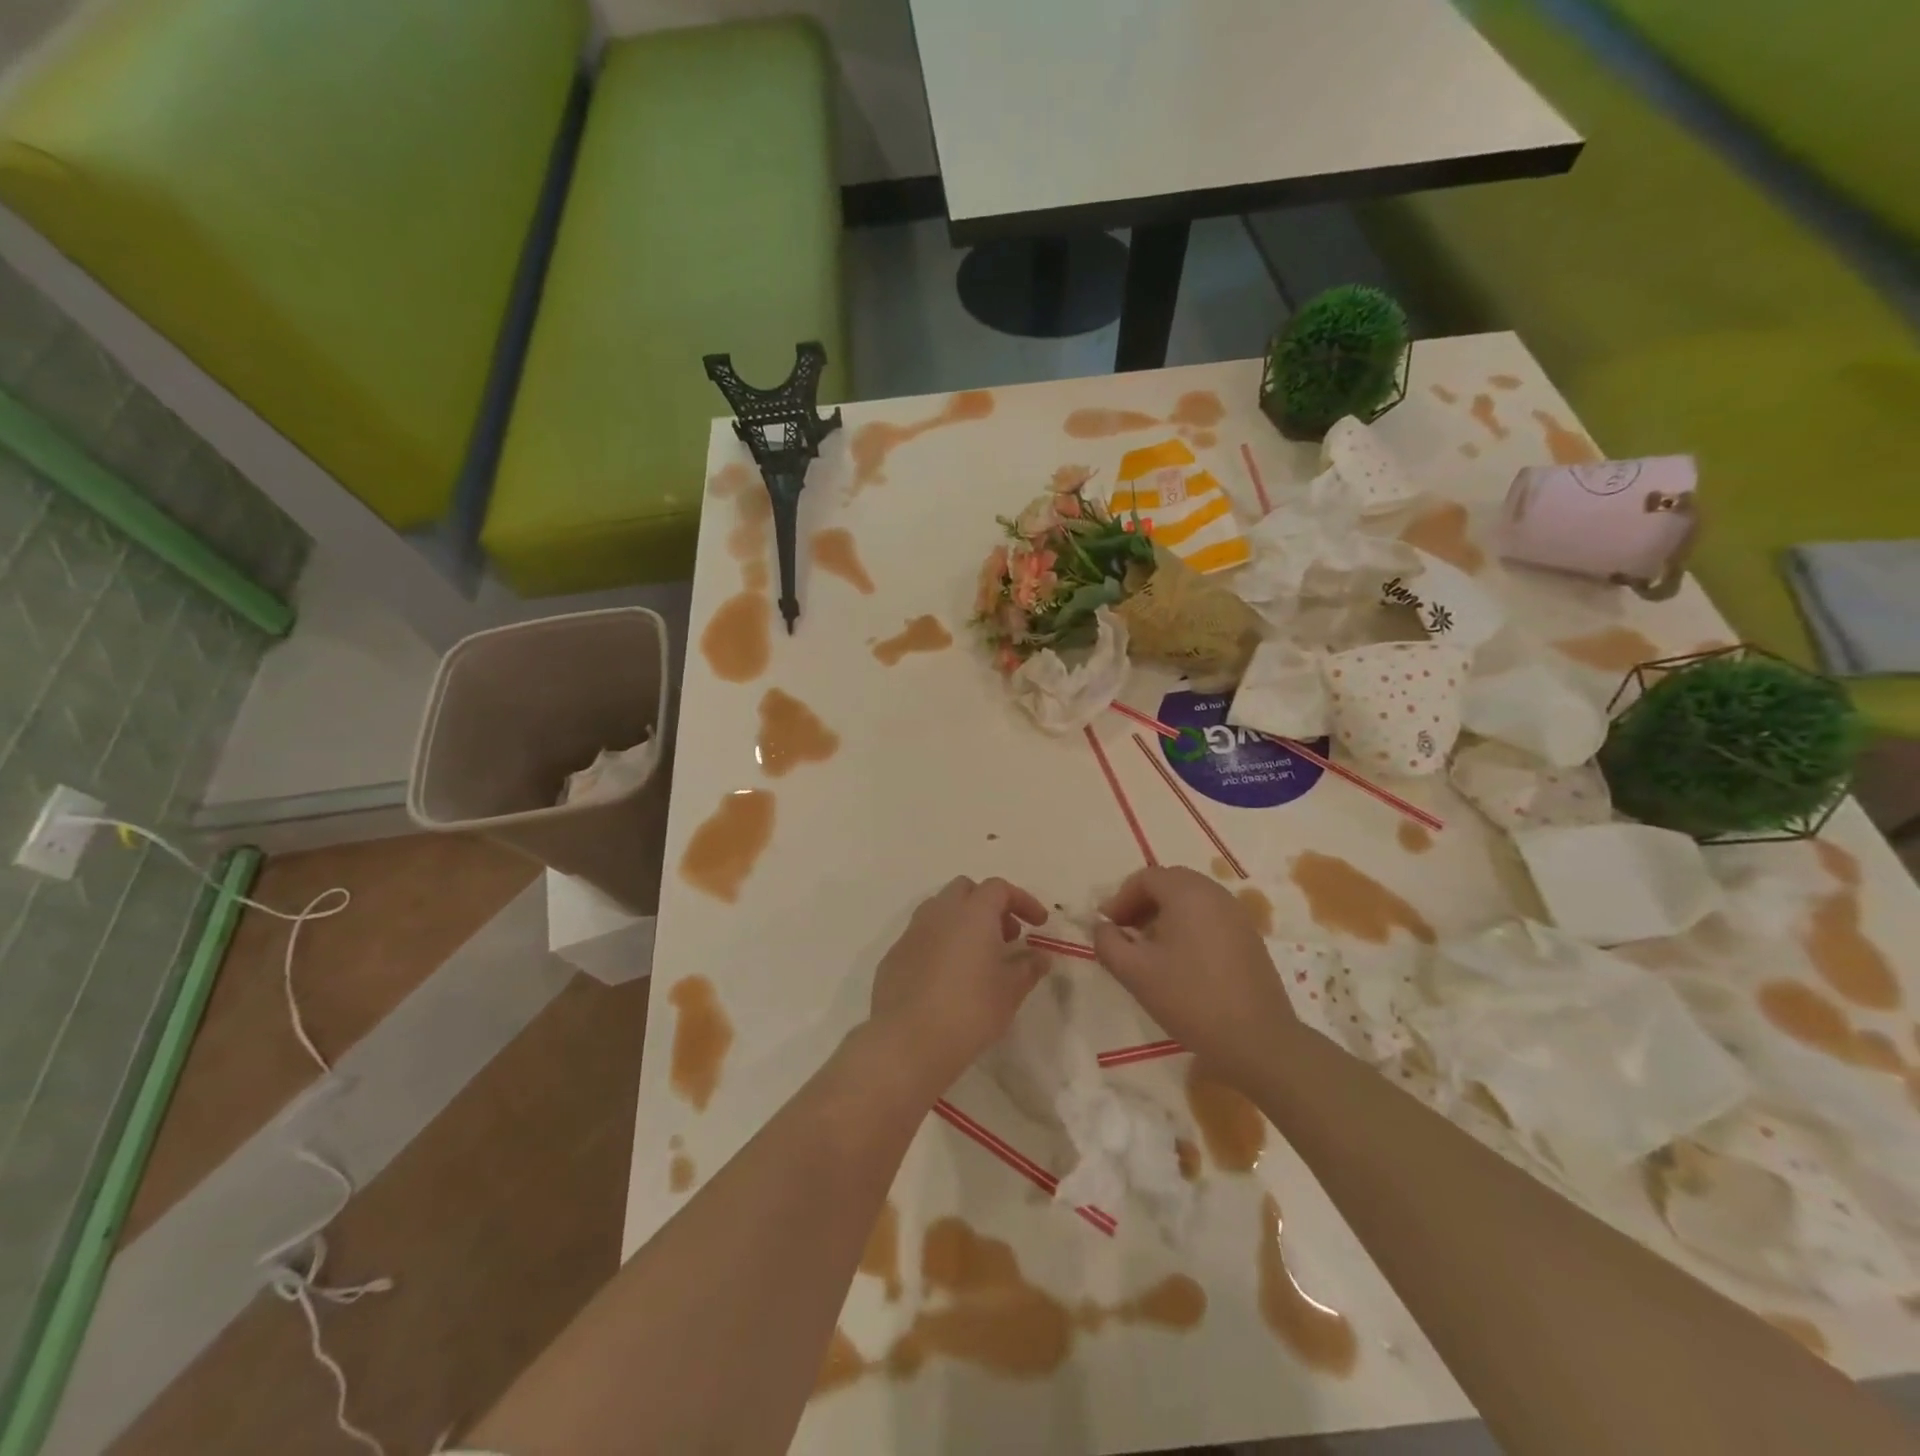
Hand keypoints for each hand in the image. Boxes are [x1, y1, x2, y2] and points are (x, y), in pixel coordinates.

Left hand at [867, 876, 1049, 1096]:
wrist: (907, 1041)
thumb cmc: (969, 1010)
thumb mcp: (1010, 991)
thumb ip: (1028, 967)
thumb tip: (1040, 956)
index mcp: (972, 912)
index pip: (999, 888)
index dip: (1022, 901)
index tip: (1038, 924)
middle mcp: (940, 912)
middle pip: (966, 890)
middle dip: (989, 905)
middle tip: (1006, 936)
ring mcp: (912, 932)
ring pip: (940, 910)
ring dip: (962, 922)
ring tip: (977, 956)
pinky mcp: (894, 955)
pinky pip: (922, 936)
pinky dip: (940, 943)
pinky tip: (947, 976)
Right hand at [1091, 867, 1298, 1091]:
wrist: (1257, 1040)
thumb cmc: (1190, 999)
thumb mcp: (1135, 973)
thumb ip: (1108, 943)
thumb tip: (1102, 927)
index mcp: (1188, 893)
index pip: (1146, 878)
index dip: (1120, 898)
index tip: (1107, 926)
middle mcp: (1215, 894)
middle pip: (1170, 883)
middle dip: (1142, 903)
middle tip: (1125, 933)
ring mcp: (1237, 915)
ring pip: (1191, 900)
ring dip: (1164, 915)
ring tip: (1149, 949)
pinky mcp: (1249, 938)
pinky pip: (1210, 917)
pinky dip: (1188, 926)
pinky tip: (1180, 961)